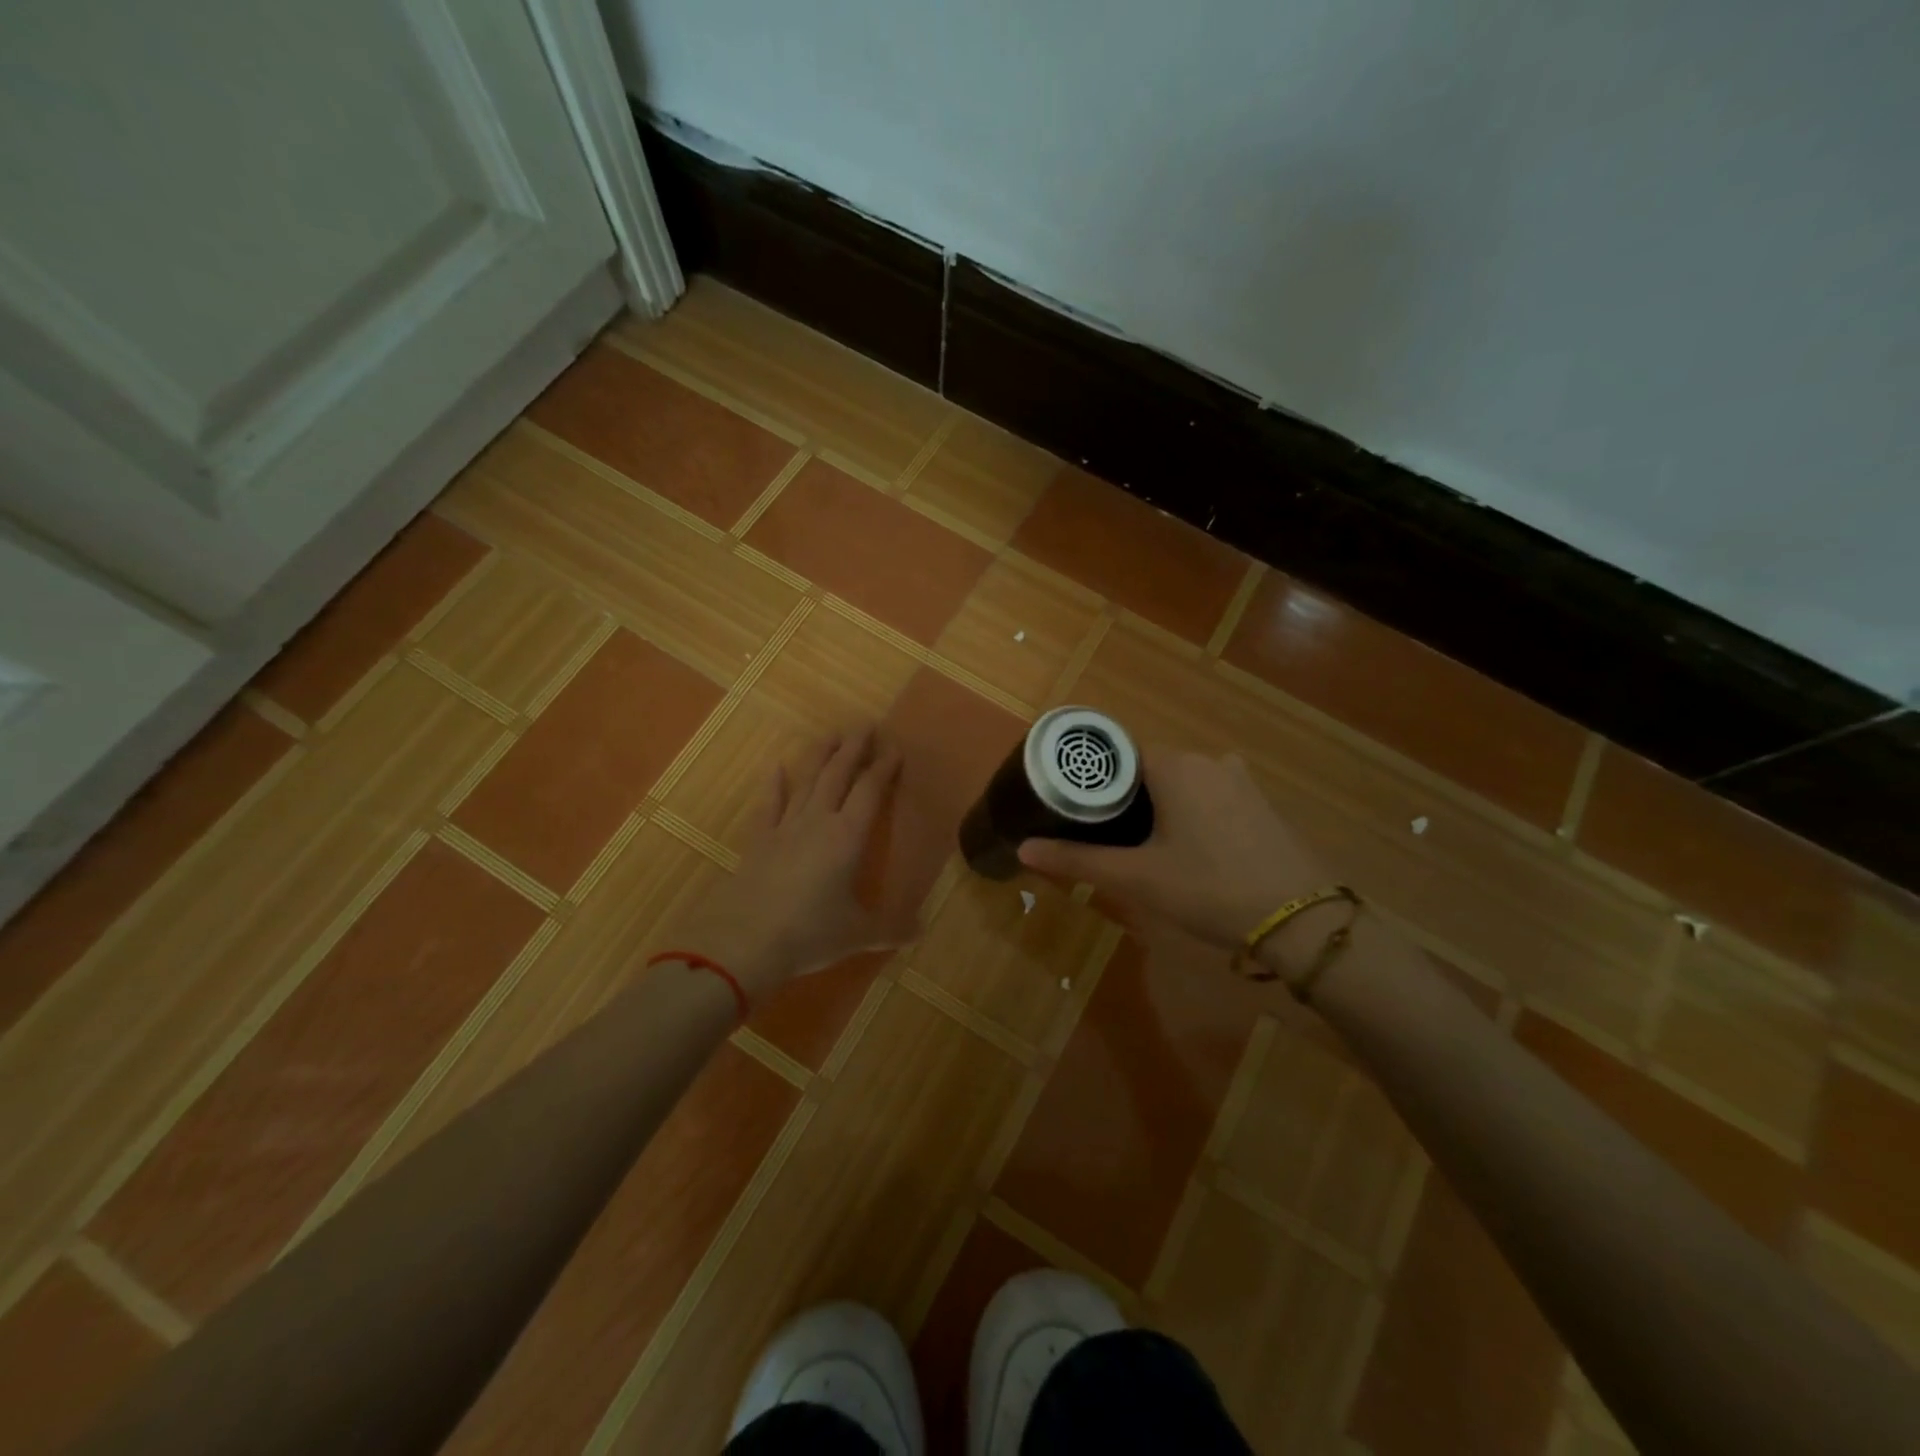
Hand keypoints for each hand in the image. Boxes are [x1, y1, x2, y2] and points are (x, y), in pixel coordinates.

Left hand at [677, 725, 909, 1000]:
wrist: (745, 942)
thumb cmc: (810, 934)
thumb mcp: (858, 934)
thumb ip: (892, 928)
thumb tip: (922, 930)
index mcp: (847, 837)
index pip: (870, 791)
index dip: (883, 767)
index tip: (894, 747)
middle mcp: (818, 822)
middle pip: (838, 775)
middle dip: (853, 748)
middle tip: (865, 725)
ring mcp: (785, 828)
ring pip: (807, 781)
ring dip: (820, 756)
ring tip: (831, 733)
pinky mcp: (759, 841)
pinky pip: (769, 805)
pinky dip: (773, 785)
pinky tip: (775, 767)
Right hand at [1017, 748, 1326, 949]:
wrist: (1301, 920)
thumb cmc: (1209, 888)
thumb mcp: (1136, 878)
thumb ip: (1077, 861)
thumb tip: (1022, 850)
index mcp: (1175, 765)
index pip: (1118, 755)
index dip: (1093, 780)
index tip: (1073, 807)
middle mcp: (1208, 760)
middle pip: (1149, 767)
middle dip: (1124, 796)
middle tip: (1101, 834)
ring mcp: (1240, 780)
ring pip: (1182, 782)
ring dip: (1159, 805)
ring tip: (1140, 844)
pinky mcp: (1261, 804)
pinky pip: (1212, 796)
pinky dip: (1192, 813)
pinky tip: (1189, 849)